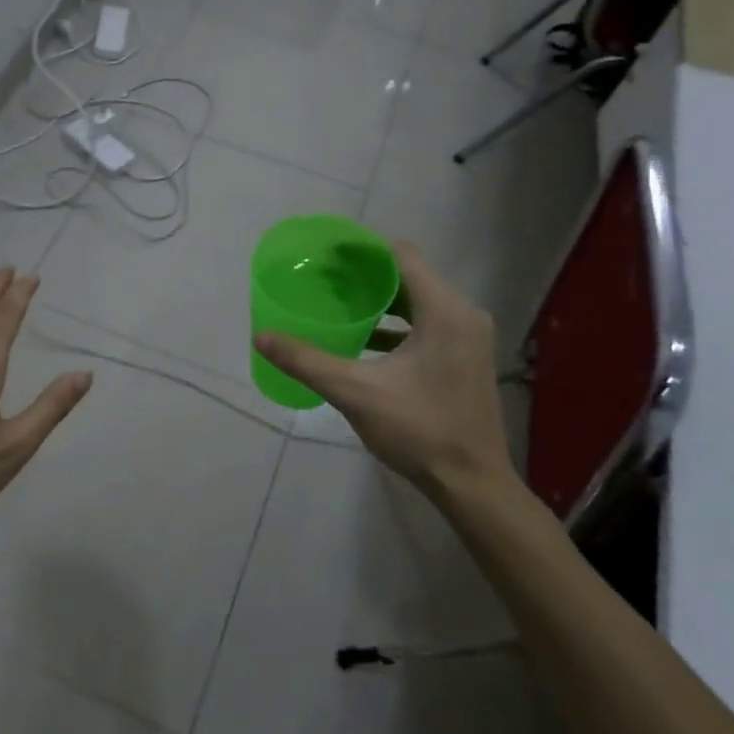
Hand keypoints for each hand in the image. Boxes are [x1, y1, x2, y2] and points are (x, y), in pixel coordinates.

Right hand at [254, 242, 517, 501]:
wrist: (471, 483)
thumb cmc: (419, 430)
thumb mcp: (355, 392)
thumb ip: (307, 361)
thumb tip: (262, 337)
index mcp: (445, 311)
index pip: (401, 256)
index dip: (362, 249)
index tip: (325, 254)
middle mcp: (462, 314)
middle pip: (409, 275)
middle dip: (365, 274)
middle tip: (323, 278)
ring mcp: (467, 337)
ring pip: (418, 300)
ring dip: (380, 299)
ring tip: (336, 302)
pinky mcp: (464, 357)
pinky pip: (426, 323)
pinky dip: (394, 323)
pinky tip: (361, 338)